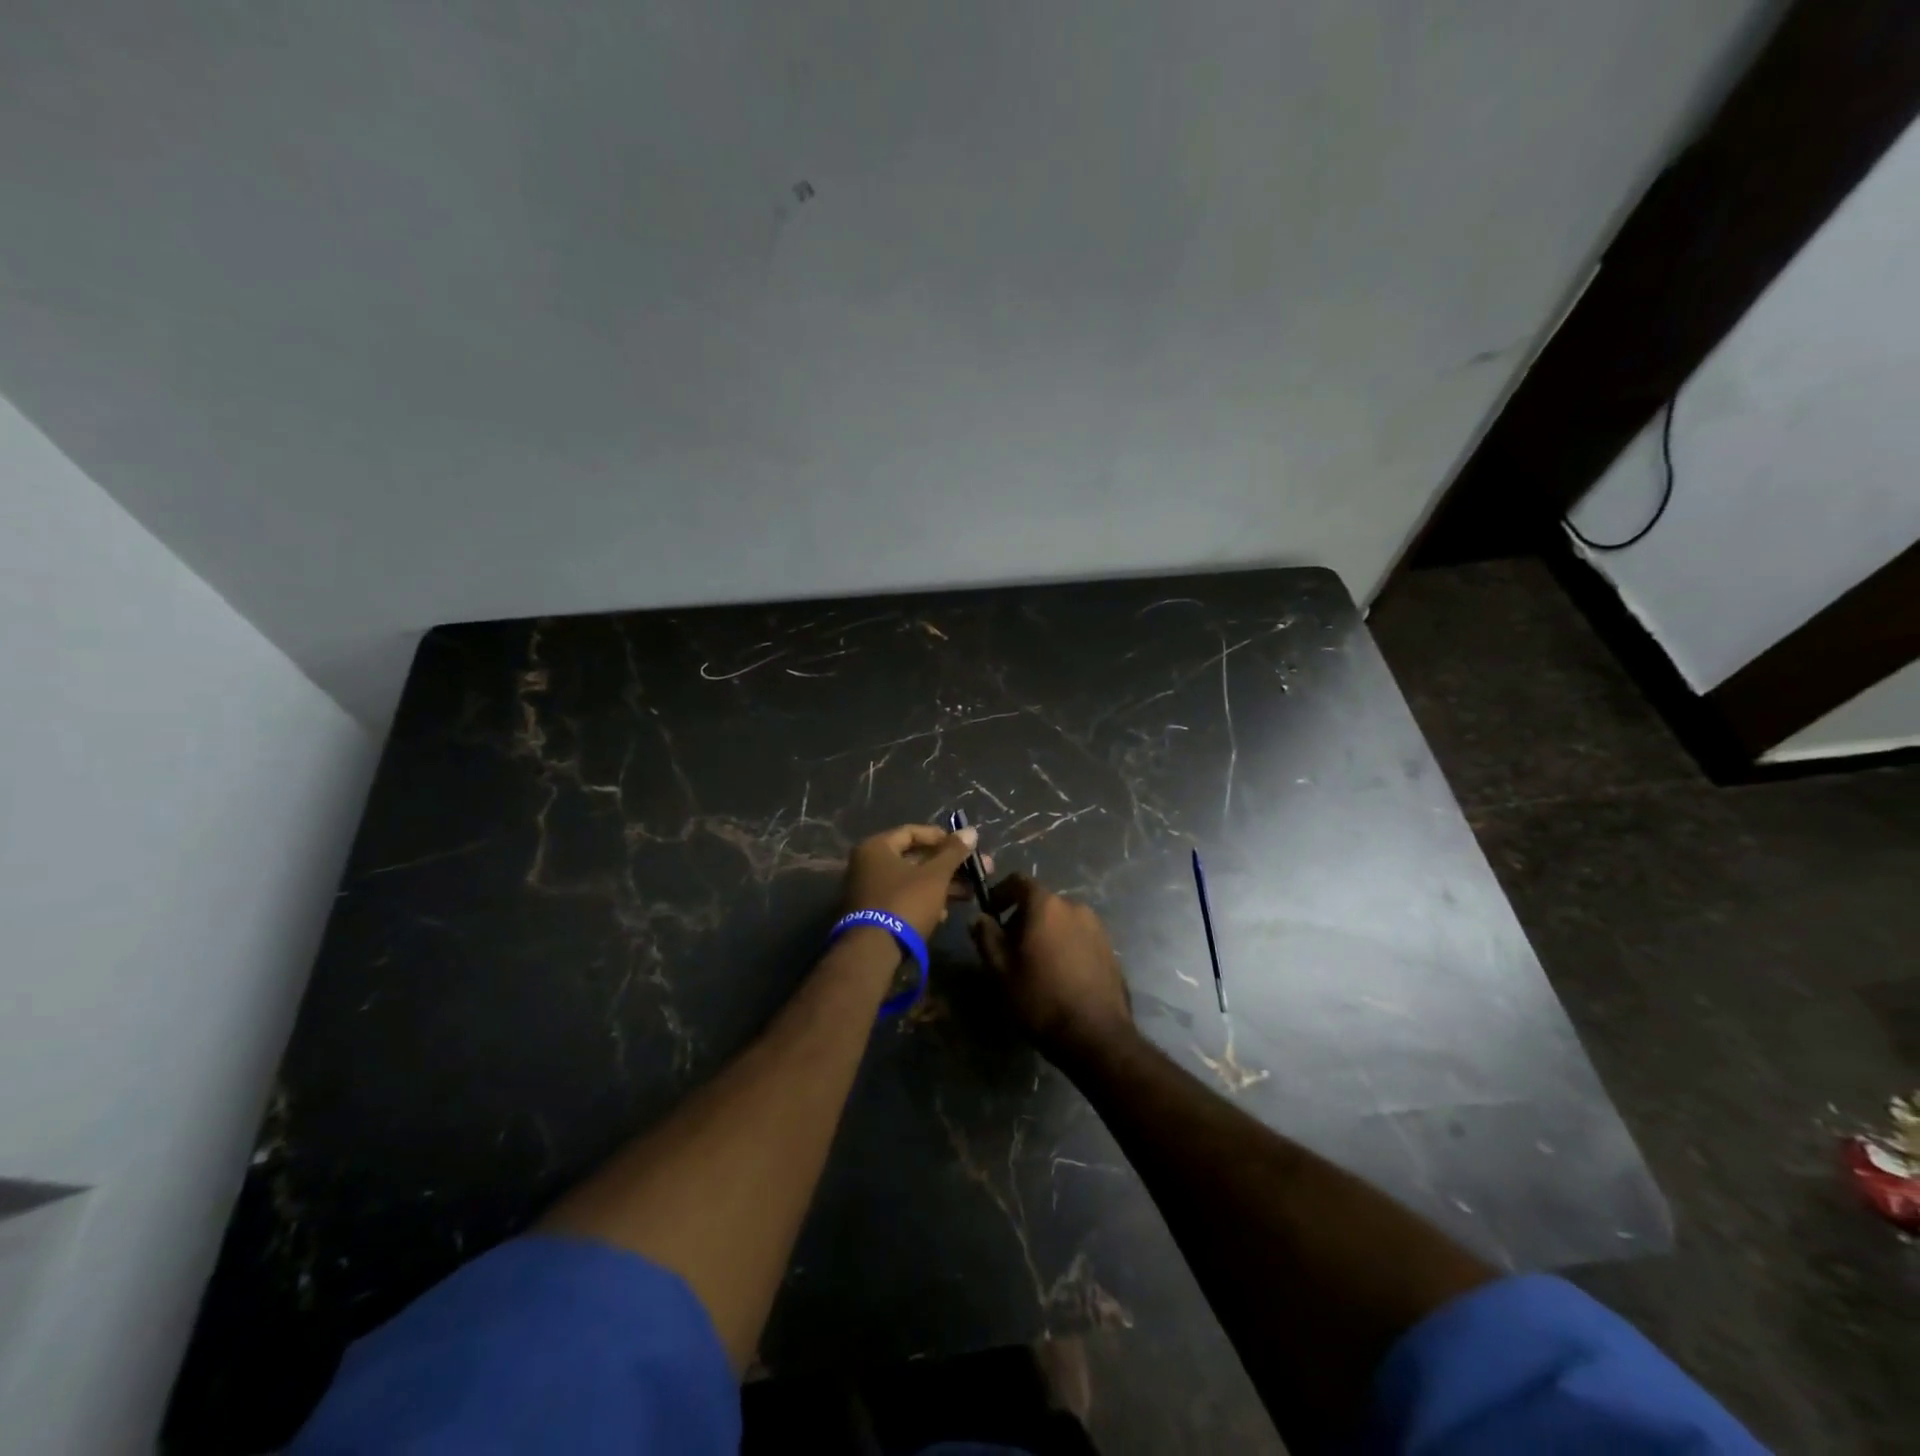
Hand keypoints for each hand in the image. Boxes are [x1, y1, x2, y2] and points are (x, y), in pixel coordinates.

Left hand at [841, 823, 990, 940]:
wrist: (874, 952)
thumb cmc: (905, 903)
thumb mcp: (935, 876)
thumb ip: (953, 852)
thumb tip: (971, 831)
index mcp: (876, 847)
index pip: (912, 832)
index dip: (942, 837)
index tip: (965, 846)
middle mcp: (868, 864)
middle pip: (914, 858)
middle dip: (947, 865)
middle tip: (976, 871)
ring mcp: (869, 890)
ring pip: (911, 880)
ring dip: (941, 885)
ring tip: (969, 894)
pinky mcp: (874, 913)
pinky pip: (903, 898)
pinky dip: (924, 901)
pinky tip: (945, 913)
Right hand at [970, 875, 1132, 1062]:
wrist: (1096, 1035)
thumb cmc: (1040, 998)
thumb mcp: (1000, 970)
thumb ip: (986, 937)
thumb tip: (980, 918)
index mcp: (1046, 906)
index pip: (1019, 881)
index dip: (1000, 893)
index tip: (990, 913)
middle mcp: (1075, 907)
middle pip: (1041, 901)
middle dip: (1022, 917)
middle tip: (1008, 946)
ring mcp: (1097, 927)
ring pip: (1061, 919)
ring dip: (1044, 931)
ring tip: (1034, 963)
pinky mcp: (1110, 949)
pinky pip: (1079, 936)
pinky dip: (1064, 944)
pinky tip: (1058, 974)